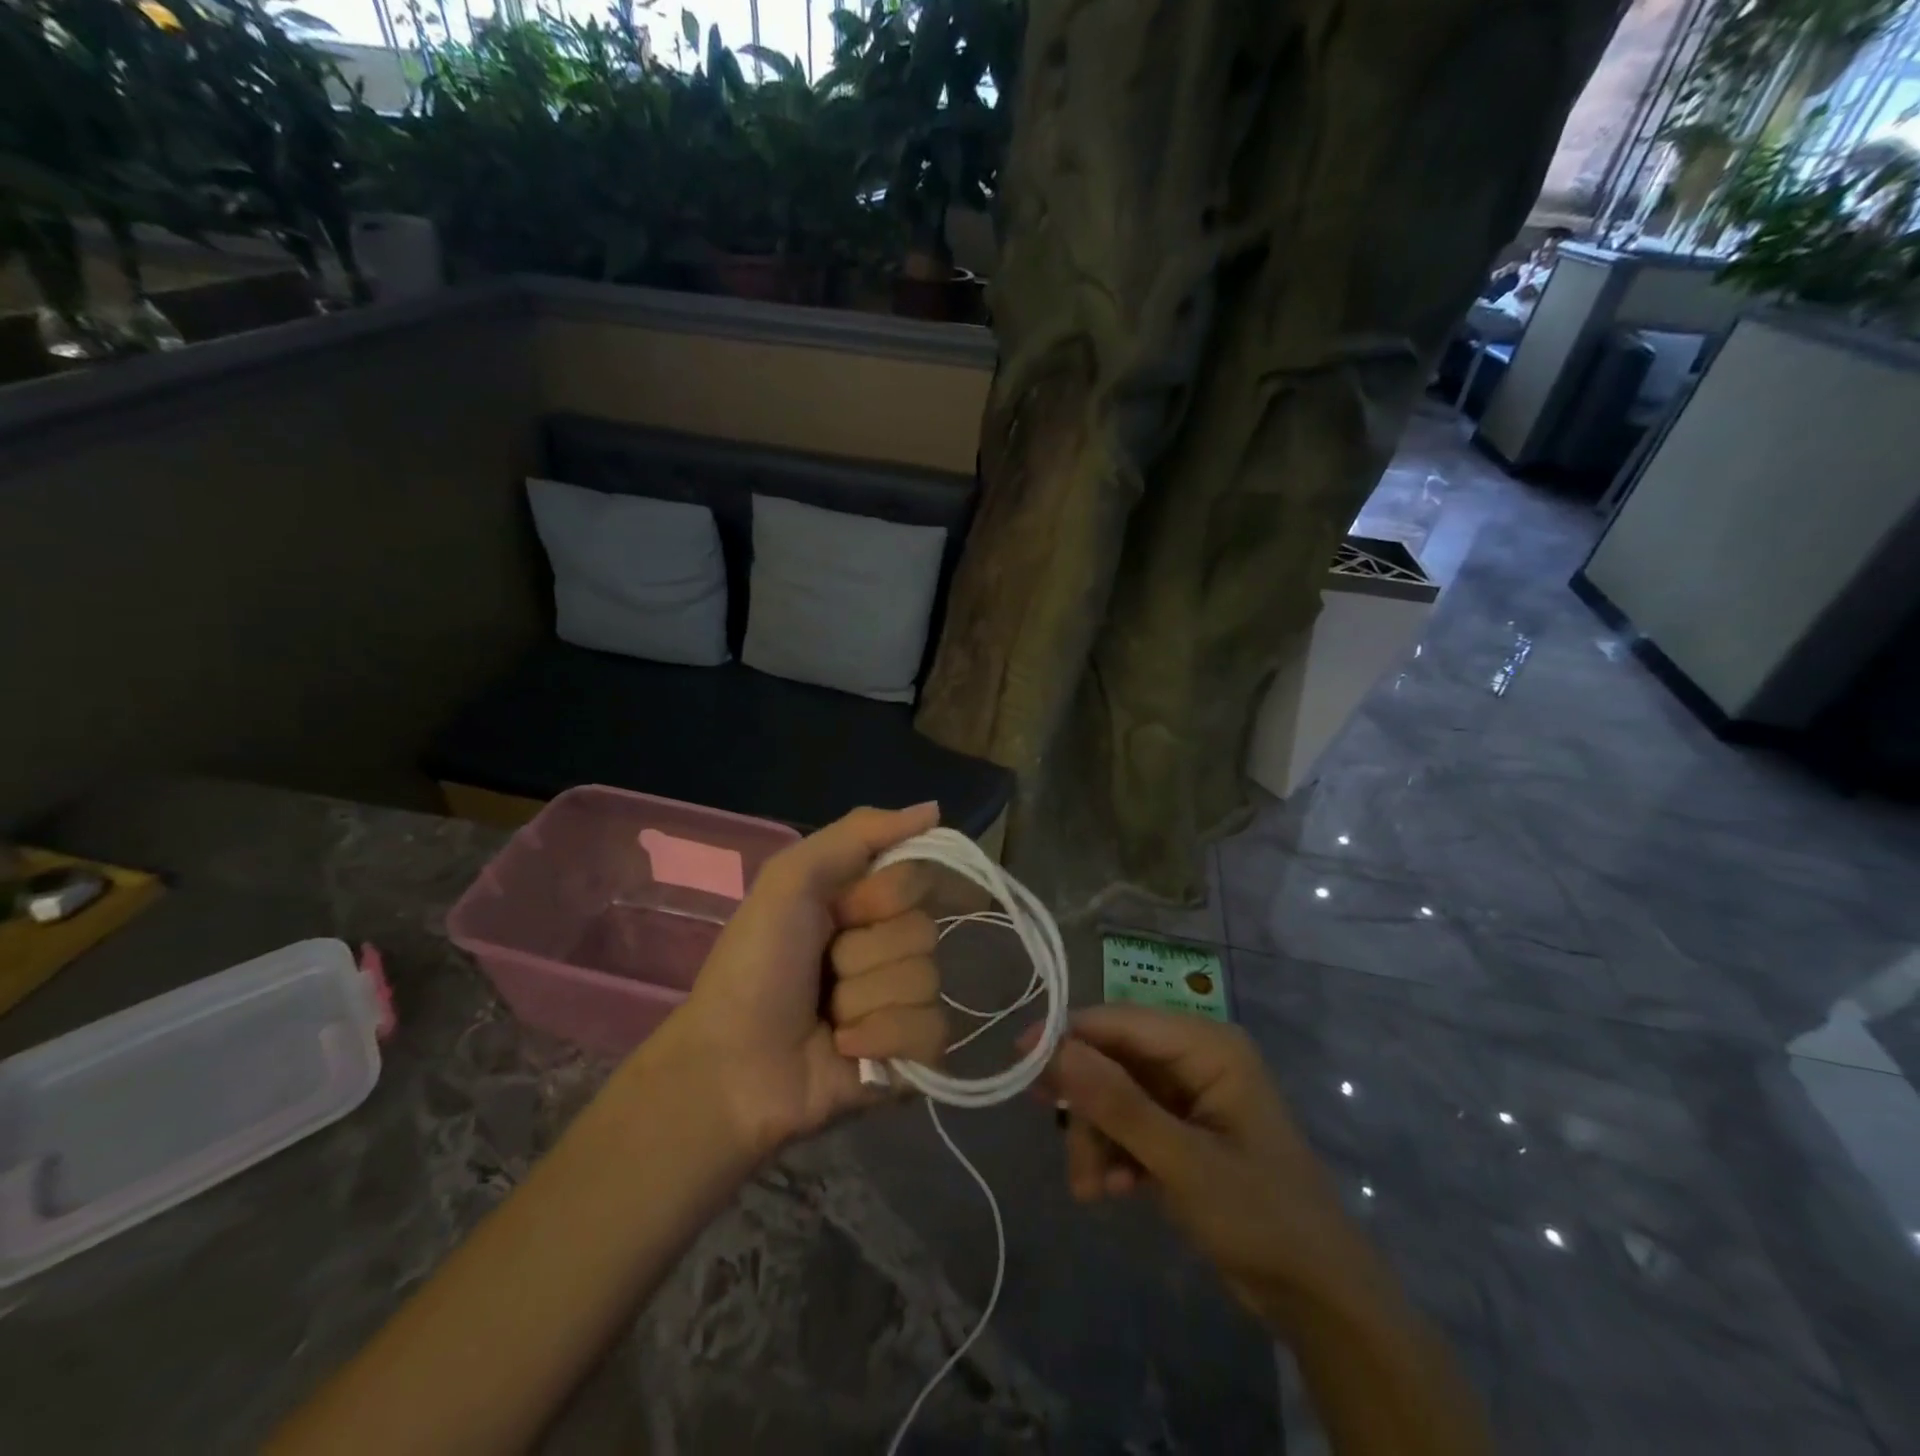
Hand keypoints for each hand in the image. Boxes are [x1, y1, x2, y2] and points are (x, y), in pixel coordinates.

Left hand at [667, 803, 949, 1158]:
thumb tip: (935, 809)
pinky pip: (931, 1030)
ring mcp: (901, 1001)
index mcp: (863, 903)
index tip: (842, 911)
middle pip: (923, 931)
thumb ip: (860, 832)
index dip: (882, 897)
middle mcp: (888, 945)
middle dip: (865, 953)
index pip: (918, 879)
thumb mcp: (792, 879)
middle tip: (824, 972)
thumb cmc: (756, 964)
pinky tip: (846, 1048)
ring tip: (828, 1017)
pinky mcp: (910, 1054)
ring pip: (927, 981)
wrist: (731, 1065)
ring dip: (865, 999)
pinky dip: (882, 1037)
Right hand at [1036, 1006, 1372, 1328]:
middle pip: (1114, 1059)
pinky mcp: (1181, 1127)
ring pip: (1115, 1094)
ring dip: (1097, 1138)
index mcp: (1207, 1045)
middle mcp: (1195, 1056)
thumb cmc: (1261, 1216)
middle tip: (1062, 1144)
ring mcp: (1187, 1093)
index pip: (1121, 1021)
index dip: (1068, 1035)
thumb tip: (1055, 1050)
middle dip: (1087, 1106)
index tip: (1019, 1060)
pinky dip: (1116, 1151)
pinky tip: (1118, 1190)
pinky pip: (1130, 1122)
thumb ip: (1119, 1105)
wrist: (1320, 1297)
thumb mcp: (1184, 1163)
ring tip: (1093, 1190)